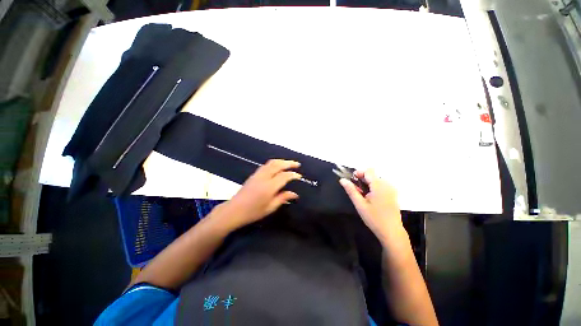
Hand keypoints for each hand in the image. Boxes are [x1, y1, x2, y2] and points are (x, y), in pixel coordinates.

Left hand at [216, 159, 301, 230]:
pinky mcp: (254, 175)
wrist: (234, 210)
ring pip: (271, 163)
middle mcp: (264, 177)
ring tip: (289, 163)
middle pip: (278, 164)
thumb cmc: (253, 212)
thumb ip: (283, 198)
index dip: (293, 175)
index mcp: (269, 187)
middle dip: (289, 163)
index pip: (284, 176)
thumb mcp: (270, 208)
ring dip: (281, 161)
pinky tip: (277, 167)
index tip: (299, 176)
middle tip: (297, 164)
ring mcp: (258, 174)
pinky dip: (274, 163)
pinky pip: (266, 165)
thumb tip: (294, 194)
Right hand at [340, 169, 403, 240]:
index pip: (368, 171)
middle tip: (356, 191)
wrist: (392, 232)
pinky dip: (373, 188)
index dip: (359, 173)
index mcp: (379, 186)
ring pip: (376, 180)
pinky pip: (381, 185)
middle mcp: (387, 185)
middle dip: (362, 180)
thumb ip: (351, 190)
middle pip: (372, 175)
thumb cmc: (374, 218)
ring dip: (367, 184)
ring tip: (363, 196)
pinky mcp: (393, 194)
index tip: (352, 181)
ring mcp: (391, 190)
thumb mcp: (359, 204)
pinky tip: (371, 199)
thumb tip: (342, 180)